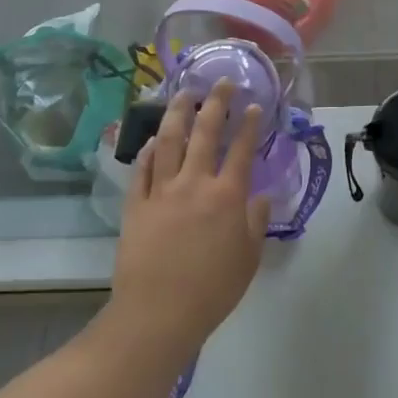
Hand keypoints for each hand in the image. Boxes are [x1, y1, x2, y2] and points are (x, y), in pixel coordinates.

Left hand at [109, 81, 270, 362]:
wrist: (157, 315)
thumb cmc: (211, 291)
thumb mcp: (248, 259)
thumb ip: (255, 222)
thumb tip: (260, 196)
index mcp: (227, 196)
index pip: (241, 149)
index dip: (249, 125)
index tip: (253, 105)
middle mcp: (195, 183)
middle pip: (205, 133)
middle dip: (215, 103)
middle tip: (221, 82)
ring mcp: (162, 191)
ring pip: (169, 141)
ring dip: (177, 113)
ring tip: (183, 93)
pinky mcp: (137, 205)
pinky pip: (142, 169)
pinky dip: (148, 150)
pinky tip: (153, 139)